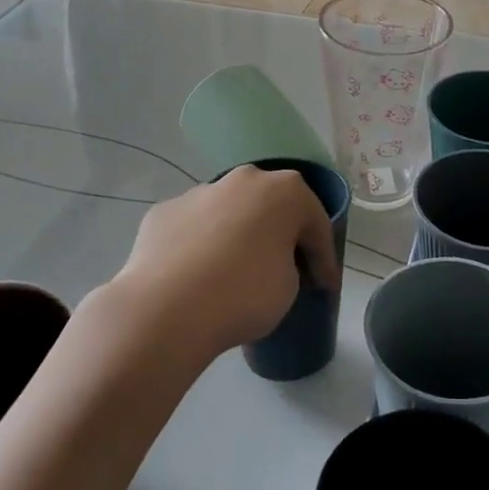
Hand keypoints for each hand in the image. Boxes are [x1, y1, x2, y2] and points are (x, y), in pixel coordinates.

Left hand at [109, 167, 340, 358]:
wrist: (167, 309)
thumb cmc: (245, 293)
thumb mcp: (290, 286)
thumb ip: (290, 265)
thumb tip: (272, 263)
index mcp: (285, 191)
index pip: (316, 224)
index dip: (324, 258)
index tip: (325, 287)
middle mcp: (243, 180)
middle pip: (271, 207)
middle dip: (280, 234)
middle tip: (285, 269)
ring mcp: (199, 192)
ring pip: (229, 213)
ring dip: (237, 236)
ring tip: (234, 274)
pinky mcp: (163, 212)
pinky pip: (194, 229)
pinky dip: (201, 247)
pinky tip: (197, 277)